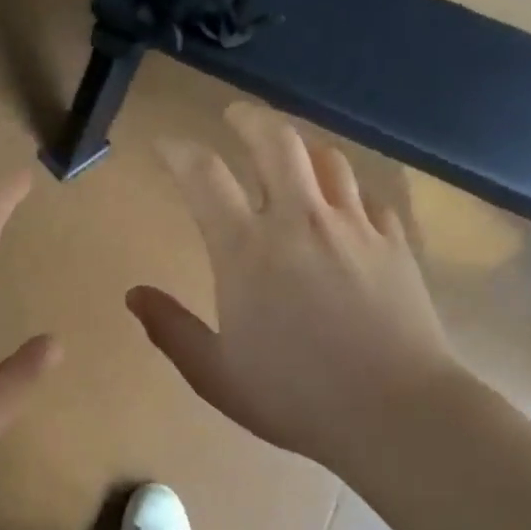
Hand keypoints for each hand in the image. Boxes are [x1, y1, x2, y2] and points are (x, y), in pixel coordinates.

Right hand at [128, 104, 469, 472]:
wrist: (396, 412)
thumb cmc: (294, 396)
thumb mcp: (215, 373)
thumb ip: (171, 329)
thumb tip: (134, 295)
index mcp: (246, 249)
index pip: (203, 175)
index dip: (177, 151)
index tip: (165, 147)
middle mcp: (299, 220)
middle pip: (275, 140)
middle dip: (248, 119)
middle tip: (234, 116)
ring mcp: (353, 227)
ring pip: (327, 160)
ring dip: (301, 149)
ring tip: (290, 156)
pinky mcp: (394, 243)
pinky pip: (368, 197)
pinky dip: (348, 191)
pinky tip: (346, 207)